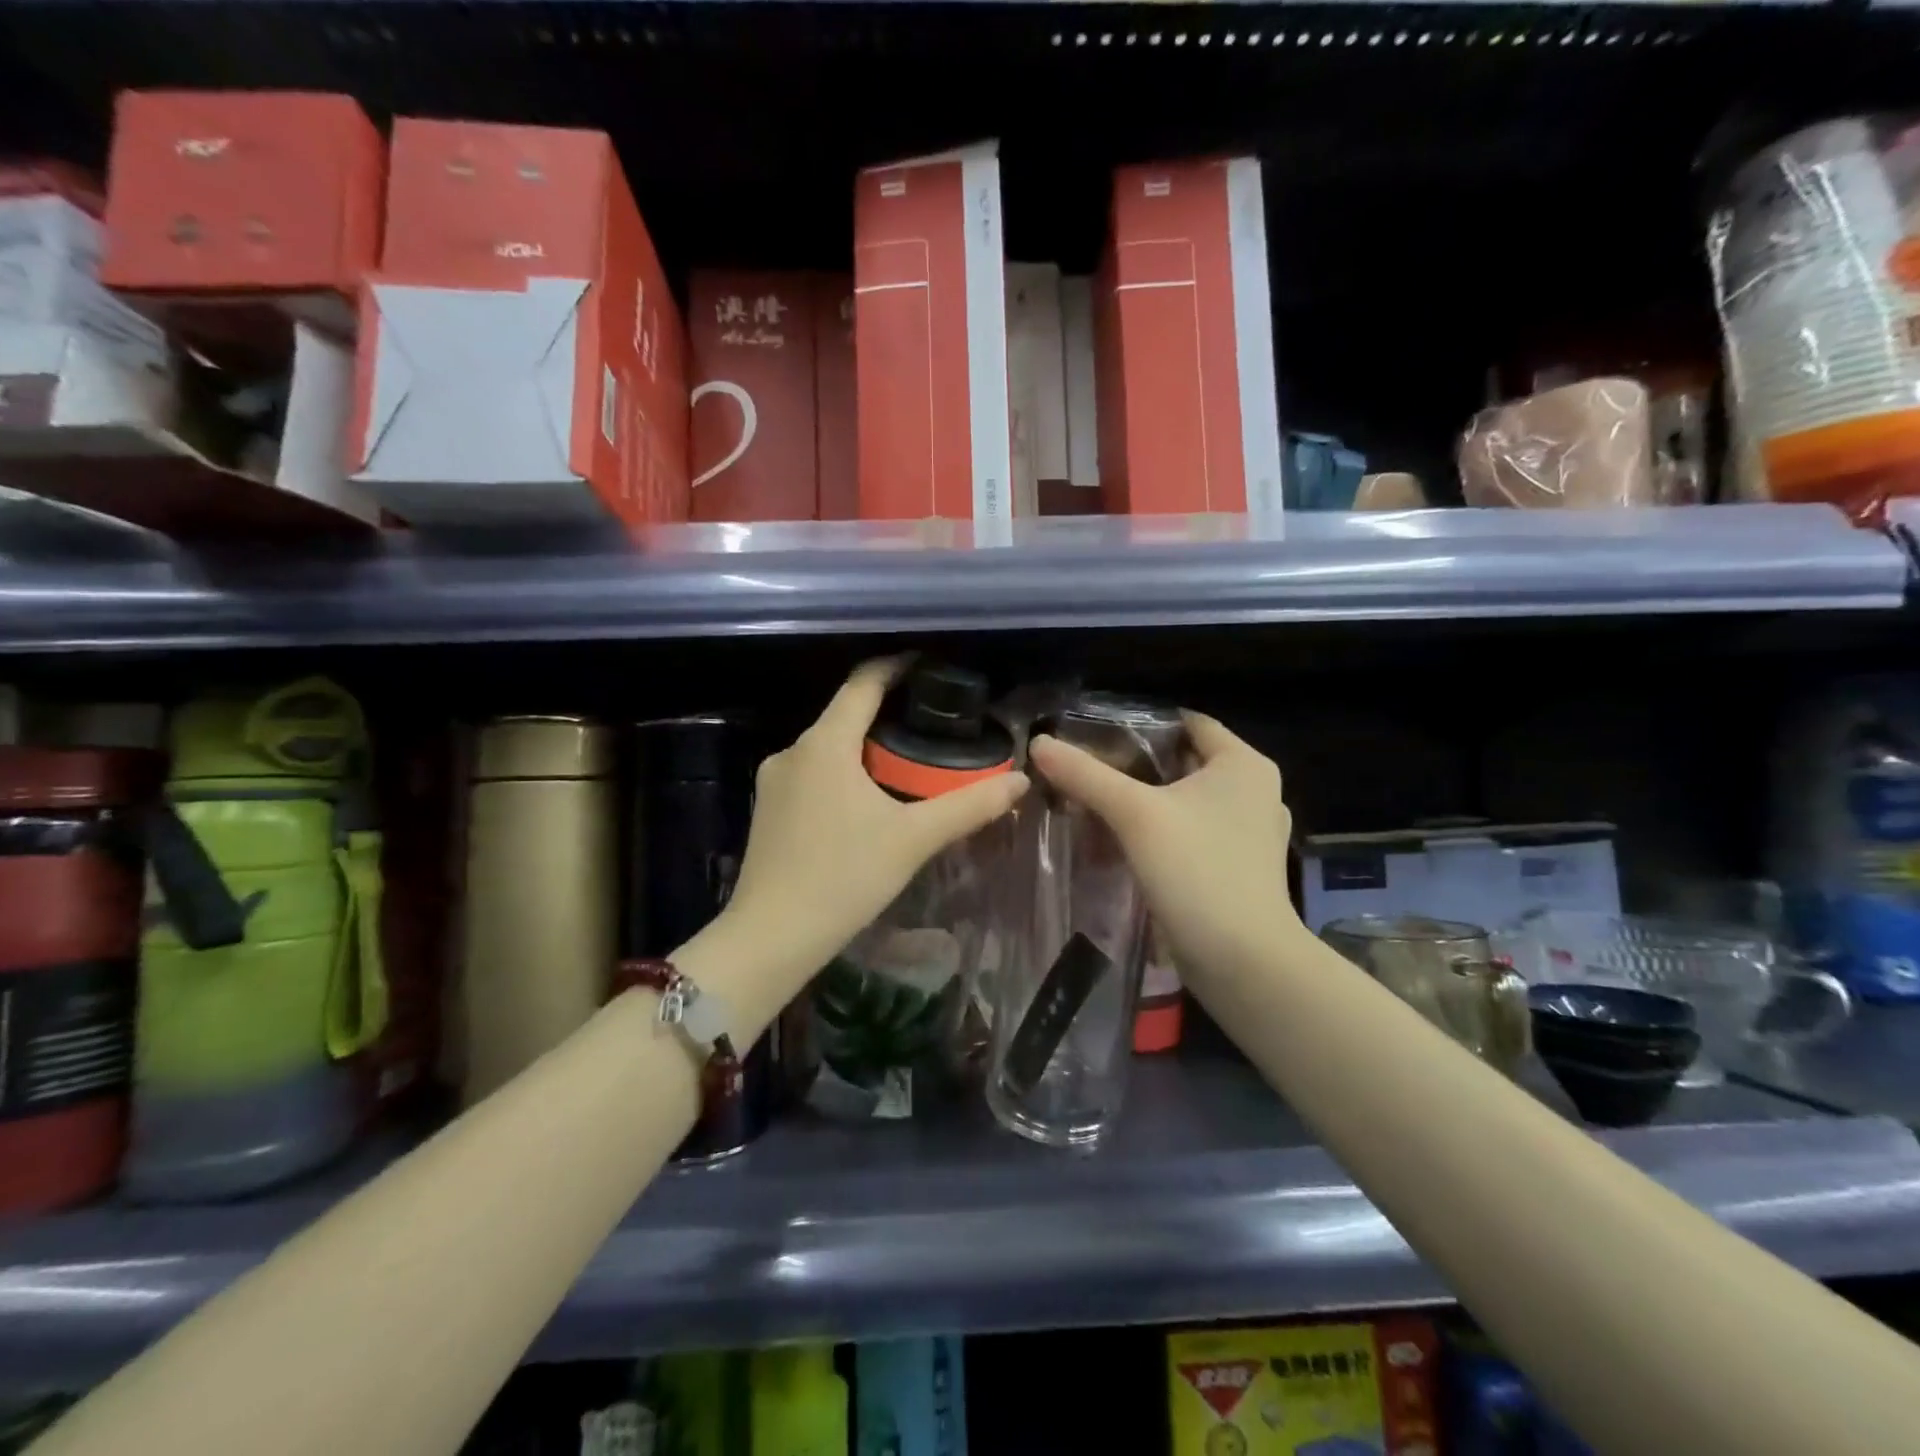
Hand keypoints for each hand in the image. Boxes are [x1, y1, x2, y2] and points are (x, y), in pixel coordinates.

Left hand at [721, 657, 1028, 993]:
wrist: (770, 937)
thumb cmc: (844, 878)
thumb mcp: (913, 839)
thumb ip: (968, 806)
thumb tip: (1019, 782)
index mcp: (825, 744)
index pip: (863, 683)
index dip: (896, 667)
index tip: (927, 665)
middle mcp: (793, 751)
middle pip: (845, 715)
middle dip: (887, 715)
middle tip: (932, 727)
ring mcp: (773, 782)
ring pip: (828, 748)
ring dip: (864, 749)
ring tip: (907, 767)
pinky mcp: (767, 810)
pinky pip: (812, 774)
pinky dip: (843, 775)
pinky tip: (867, 804)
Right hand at [1027, 713, 1298, 980]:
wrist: (1243, 961)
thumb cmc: (1197, 871)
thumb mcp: (1135, 815)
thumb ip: (1086, 776)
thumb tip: (1039, 743)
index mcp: (1243, 764)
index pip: (1188, 722)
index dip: (1142, 723)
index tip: (1095, 732)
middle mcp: (1255, 791)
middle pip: (1184, 762)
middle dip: (1135, 765)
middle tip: (1086, 769)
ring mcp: (1249, 833)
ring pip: (1185, 801)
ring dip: (1145, 802)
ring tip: (1096, 803)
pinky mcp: (1238, 868)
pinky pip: (1192, 833)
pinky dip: (1161, 832)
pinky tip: (1123, 842)